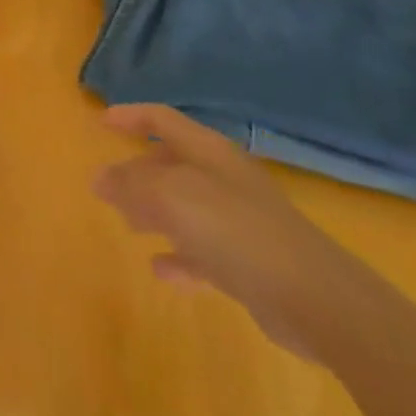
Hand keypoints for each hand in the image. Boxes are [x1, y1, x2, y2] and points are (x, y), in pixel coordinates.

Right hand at [92, 104, 368, 359]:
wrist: (315, 299)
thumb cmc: (235, 229)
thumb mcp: (170, 196)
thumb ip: (131, 184)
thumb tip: (100, 178)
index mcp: (208, 152)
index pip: (163, 119)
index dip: (131, 116)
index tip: (101, 123)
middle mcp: (224, 179)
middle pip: (173, 164)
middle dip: (138, 173)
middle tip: (108, 187)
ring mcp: (240, 222)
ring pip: (186, 208)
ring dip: (155, 213)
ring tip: (128, 224)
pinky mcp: (250, 264)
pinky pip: (204, 252)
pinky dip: (180, 256)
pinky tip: (161, 270)